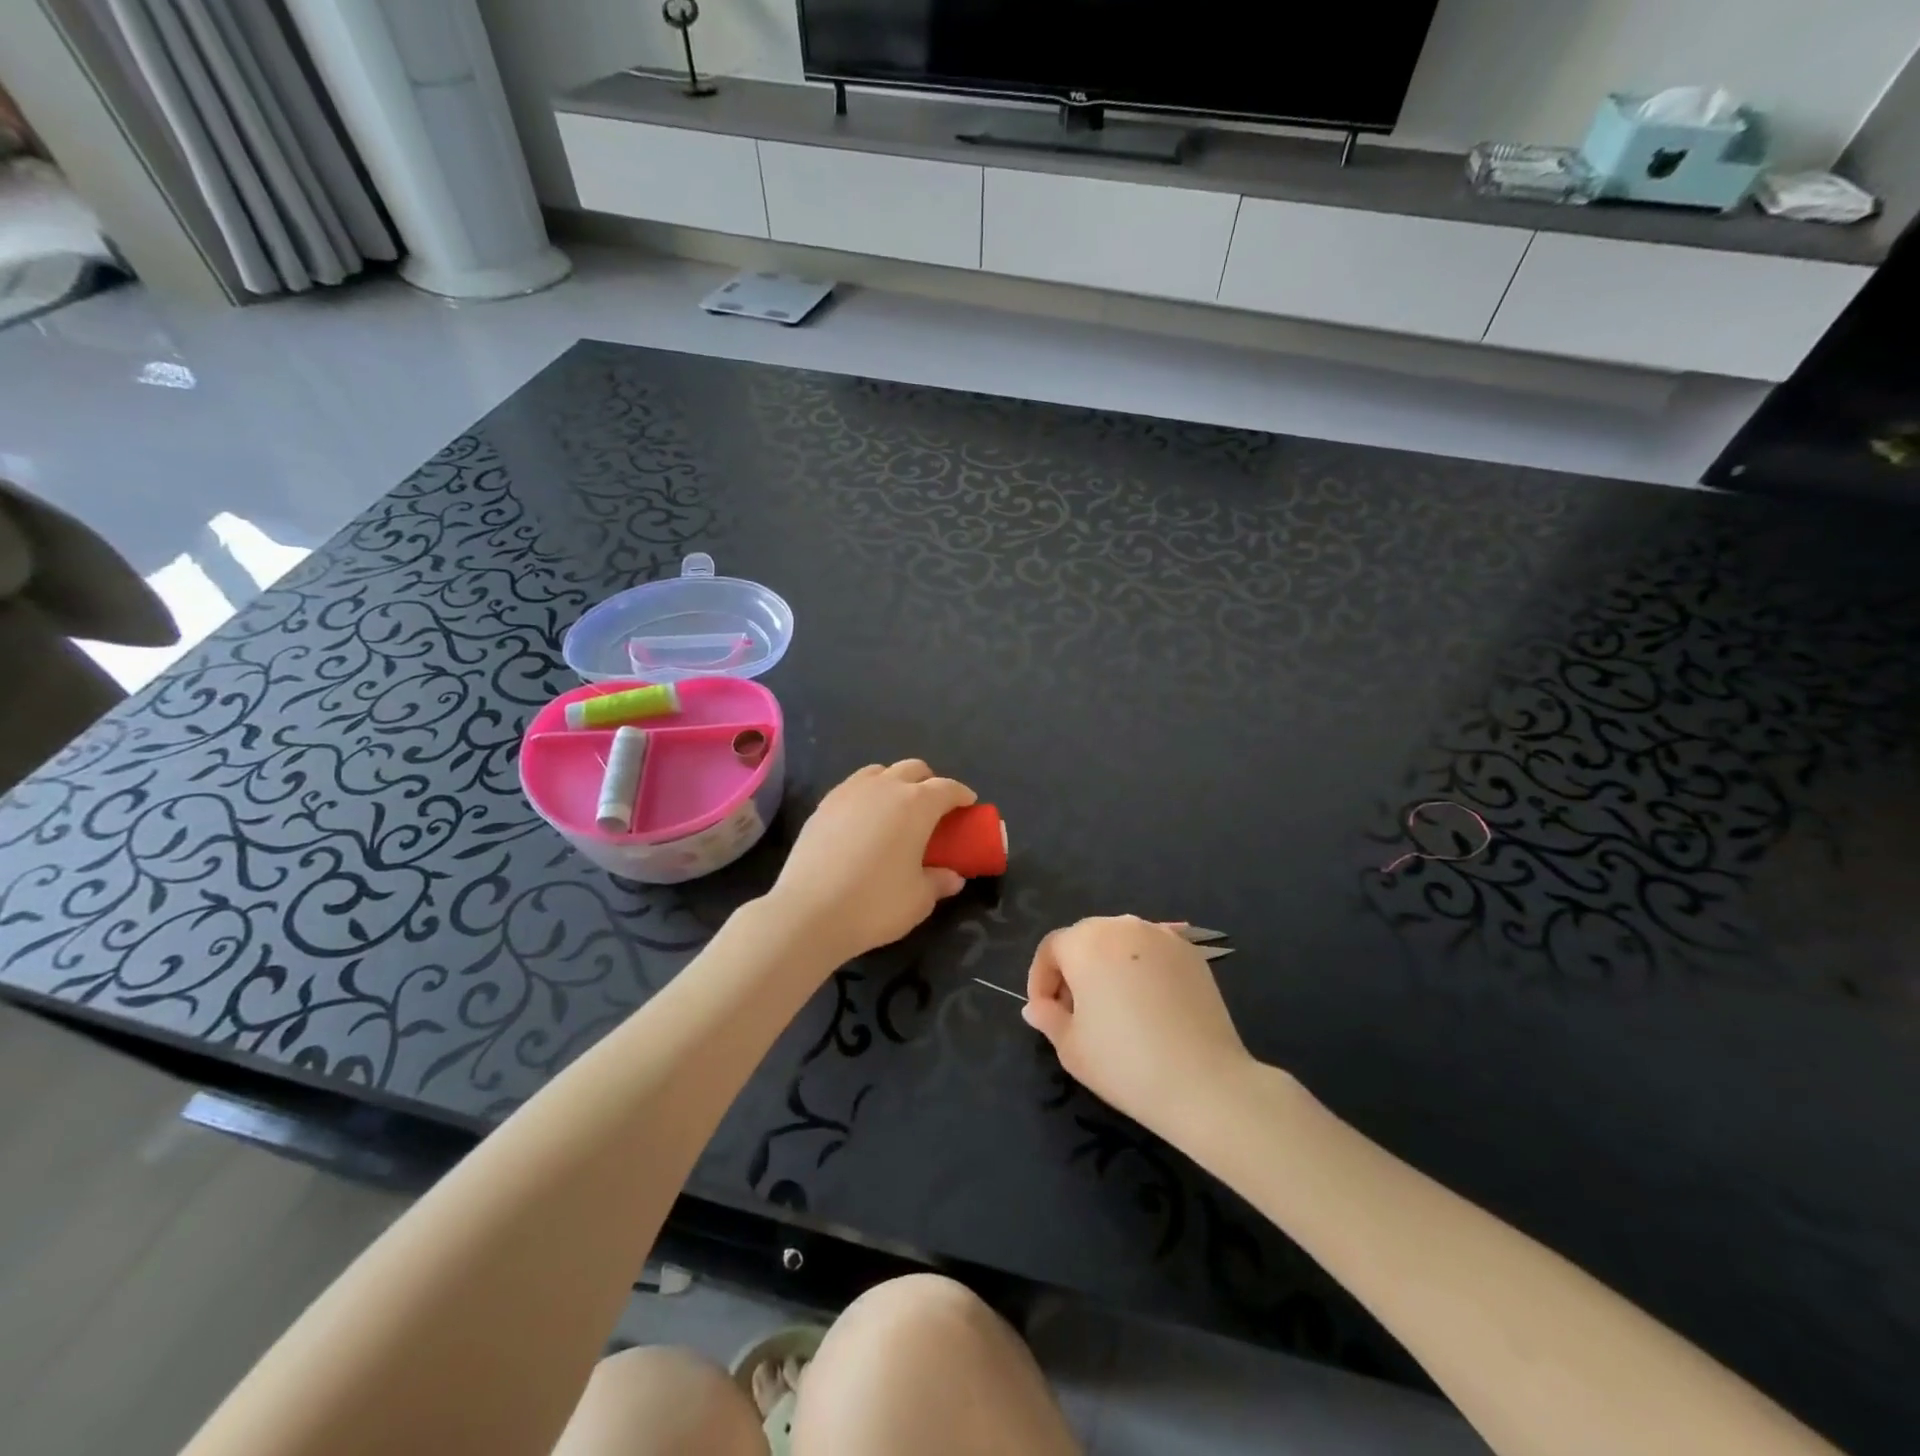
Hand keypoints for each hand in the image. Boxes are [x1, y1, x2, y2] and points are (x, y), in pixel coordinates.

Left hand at [767, 760, 975, 961]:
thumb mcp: (919, 899)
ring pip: (879, 772)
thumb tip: (953, 877)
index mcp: (916, 804)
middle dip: (929, 782)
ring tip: (896, 808)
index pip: (947, 788)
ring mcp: (849, 792)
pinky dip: (867, 795)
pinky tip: (864, 820)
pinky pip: (853, 787)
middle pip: (913, 769)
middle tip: (934, 808)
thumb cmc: (875, 904)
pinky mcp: (823, 806)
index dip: (961, 795)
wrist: (808, 912)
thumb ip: (940, 882)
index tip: (968, 804)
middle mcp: (884, 787)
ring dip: (895, 782)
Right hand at [1023, 916, 1254, 1135]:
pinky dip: (1141, 970)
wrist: (1204, 1083)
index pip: (1051, 949)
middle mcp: (1122, 926)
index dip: (1041, 980)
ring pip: (1121, 942)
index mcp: (1085, 942)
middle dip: (1074, 970)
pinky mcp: (1192, 953)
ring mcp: (1162, 936)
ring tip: (1113, 1007)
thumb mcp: (1071, 1047)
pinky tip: (1148, 1005)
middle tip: (1076, 1011)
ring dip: (1108, 966)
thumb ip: (1047, 1018)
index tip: (1045, 1012)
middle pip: (1086, 939)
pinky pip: (1153, 952)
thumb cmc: (1124, 1063)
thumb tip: (1036, 1007)